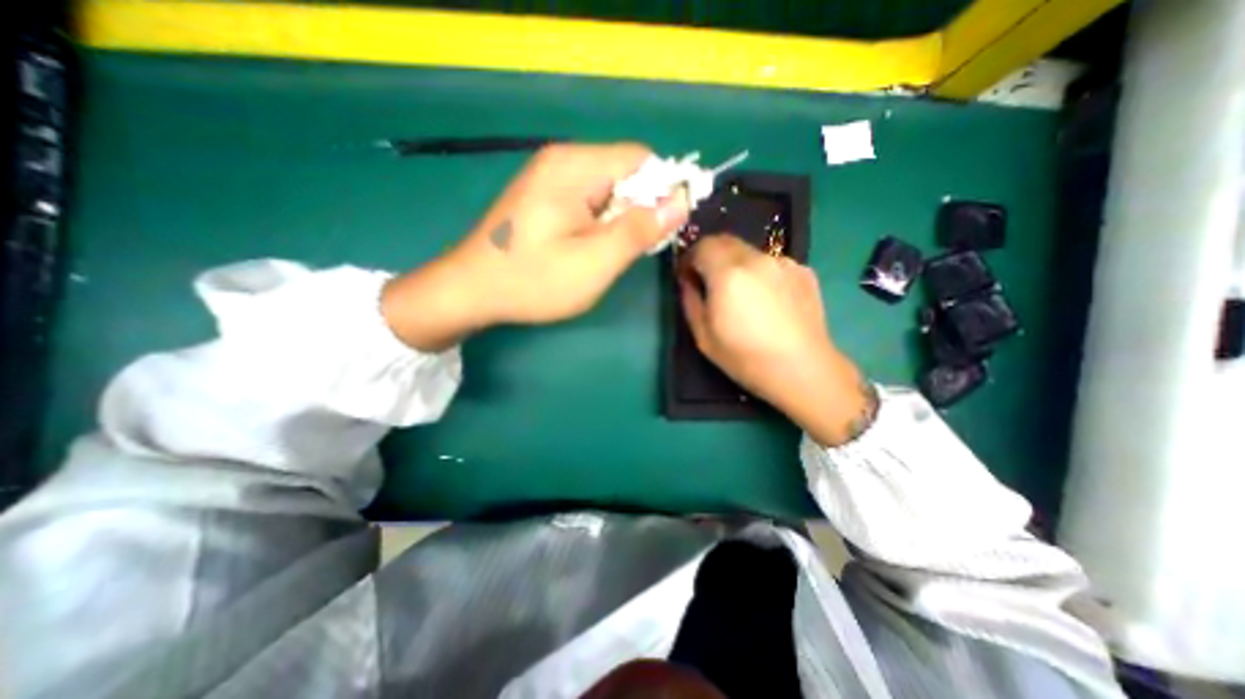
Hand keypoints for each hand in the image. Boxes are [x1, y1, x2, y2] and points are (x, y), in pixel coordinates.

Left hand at [381, 141, 683, 348]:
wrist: (470, 291)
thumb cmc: (533, 280)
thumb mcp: (596, 261)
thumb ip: (640, 230)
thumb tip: (681, 200)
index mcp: (575, 166)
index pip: (641, 159)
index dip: (662, 191)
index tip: (660, 230)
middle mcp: (561, 160)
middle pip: (623, 172)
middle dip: (637, 210)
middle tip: (625, 251)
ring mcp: (548, 177)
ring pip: (606, 189)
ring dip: (617, 220)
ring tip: (603, 255)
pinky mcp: (542, 196)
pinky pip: (587, 199)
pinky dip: (598, 222)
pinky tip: (585, 249)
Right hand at [680, 233, 872, 444]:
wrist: (802, 369)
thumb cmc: (745, 357)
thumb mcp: (703, 336)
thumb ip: (690, 301)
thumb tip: (688, 281)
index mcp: (728, 273)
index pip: (702, 245)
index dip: (690, 258)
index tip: (688, 276)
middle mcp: (756, 258)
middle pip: (726, 241)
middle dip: (711, 256)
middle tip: (710, 281)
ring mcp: (784, 263)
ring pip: (750, 252)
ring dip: (737, 264)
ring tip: (742, 294)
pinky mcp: (803, 271)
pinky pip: (772, 264)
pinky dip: (761, 274)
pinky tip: (768, 301)